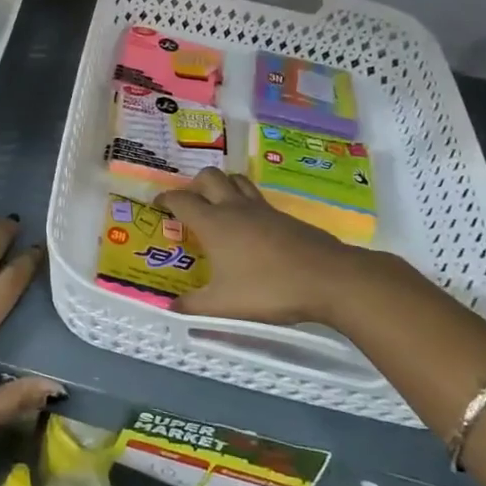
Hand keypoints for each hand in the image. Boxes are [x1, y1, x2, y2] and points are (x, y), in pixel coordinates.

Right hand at [158, 169, 378, 325]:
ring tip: (218, 204)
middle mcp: (234, 208)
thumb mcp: (224, 306)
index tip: (158, 203)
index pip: (182, 200)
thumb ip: (194, 307)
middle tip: (189, 202)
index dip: (166, 199)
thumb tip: (171, 309)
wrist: (327, 278)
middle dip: (194, 184)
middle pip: (209, 177)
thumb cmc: (268, 289)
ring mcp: (262, 209)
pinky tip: (250, 226)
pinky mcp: (285, 217)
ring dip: (222, 185)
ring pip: (236, 180)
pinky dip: (246, 202)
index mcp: (213, 223)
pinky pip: (257, 198)